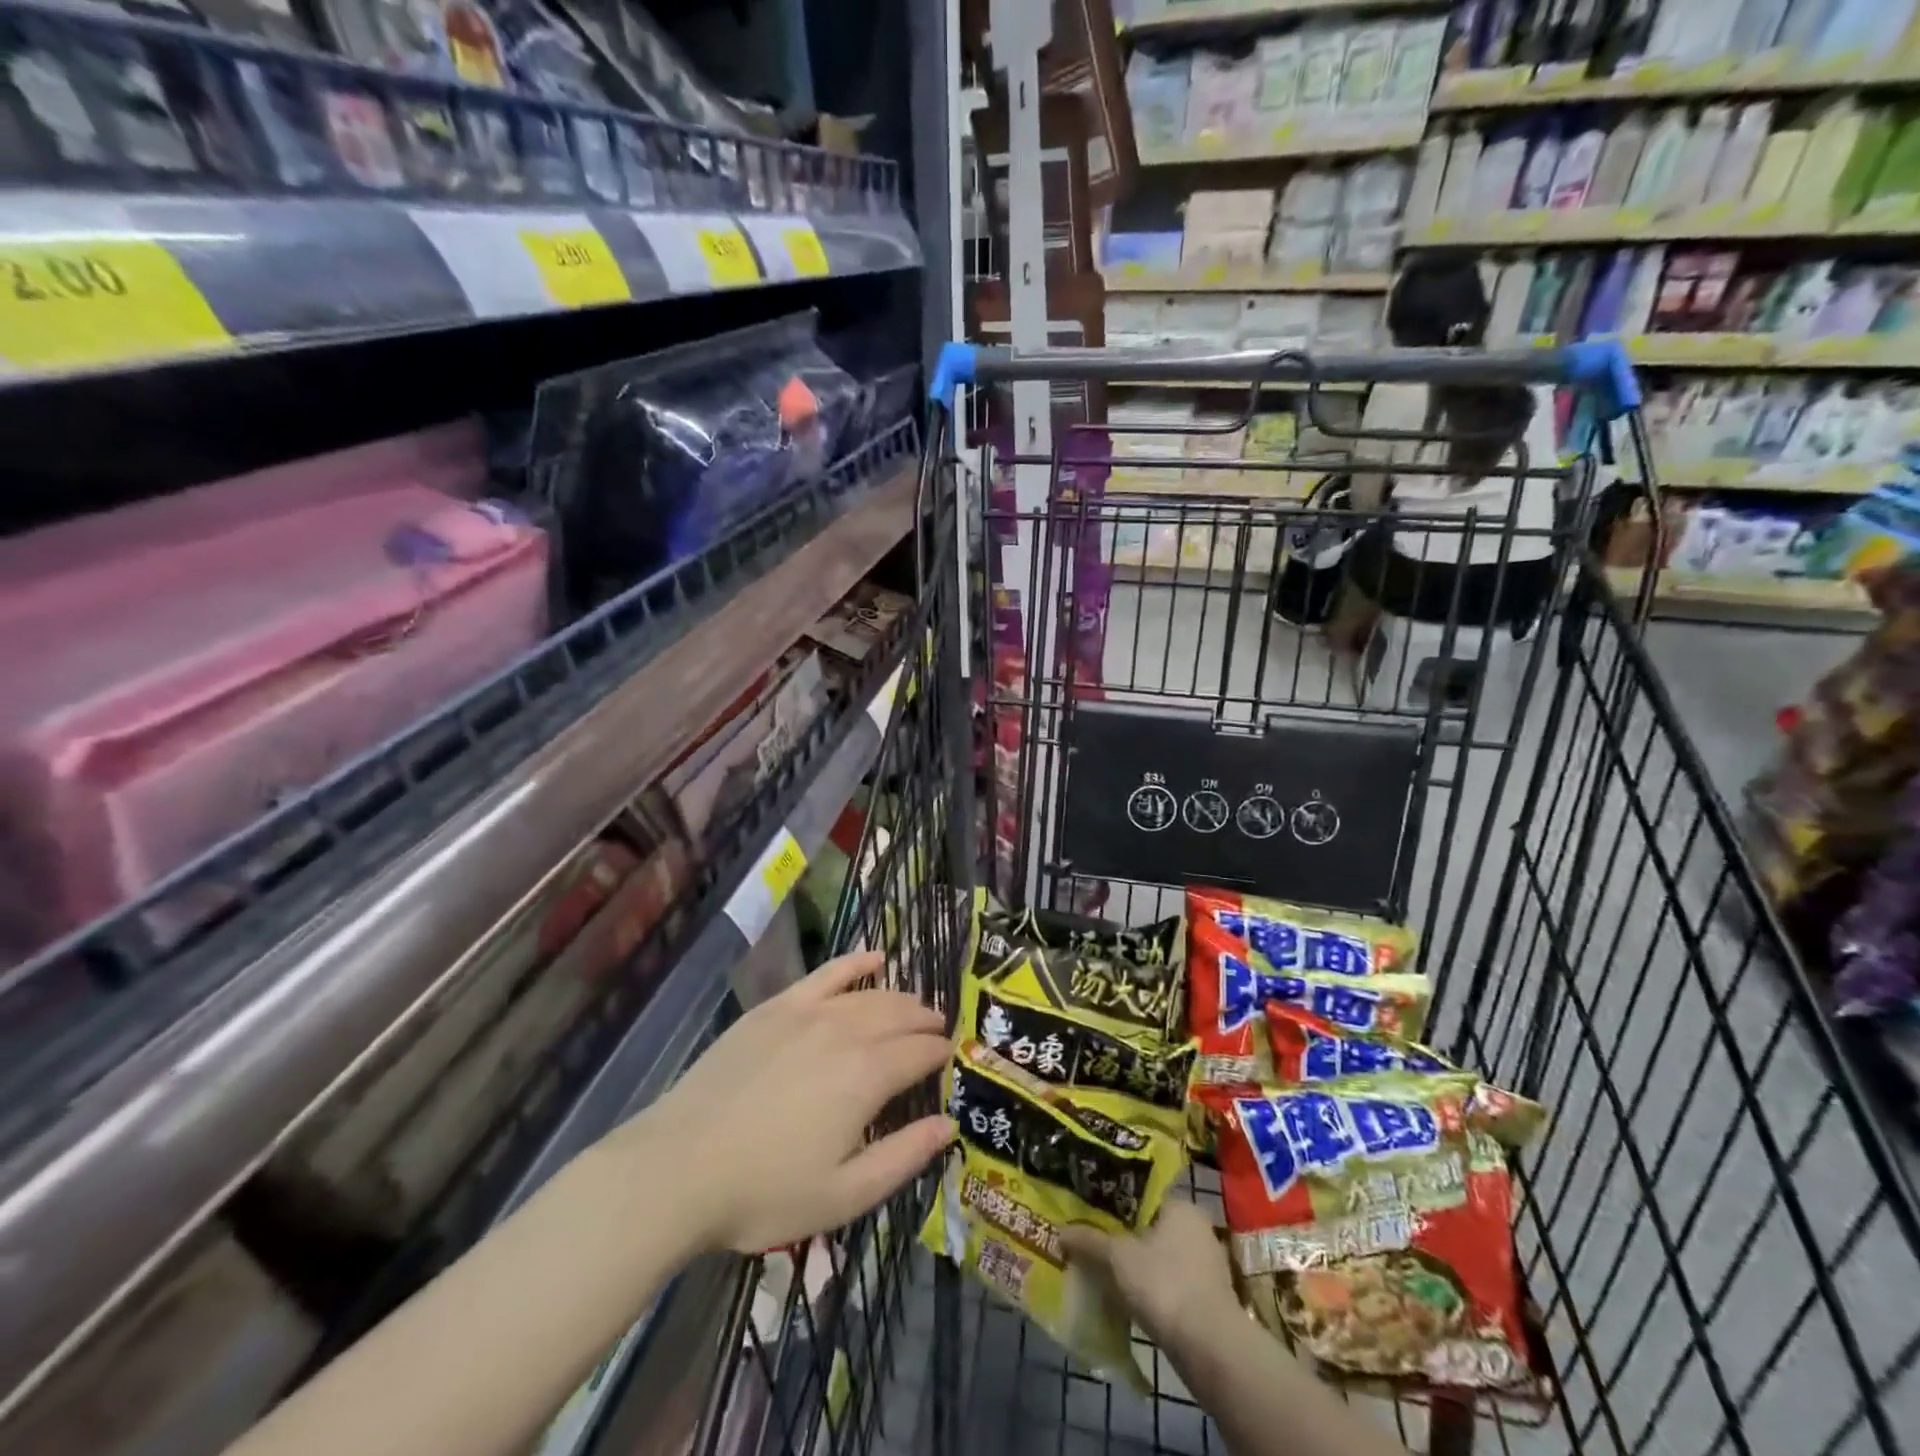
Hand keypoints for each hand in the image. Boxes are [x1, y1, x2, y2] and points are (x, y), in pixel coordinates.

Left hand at [623, 951, 953, 1254]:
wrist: (679, 1167)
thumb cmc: (765, 1192)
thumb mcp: (844, 1196)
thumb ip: (904, 1157)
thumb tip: (948, 1124)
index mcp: (867, 1076)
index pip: (920, 1053)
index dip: (940, 1054)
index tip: (951, 1059)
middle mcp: (845, 1031)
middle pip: (899, 1015)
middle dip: (925, 1021)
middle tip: (938, 1031)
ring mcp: (808, 1012)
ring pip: (869, 994)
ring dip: (899, 998)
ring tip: (914, 1007)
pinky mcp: (776, 1007)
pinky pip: (826, 974)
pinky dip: (855, 962)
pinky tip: (874, 957)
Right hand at [1060, 1200, 1242, 1354]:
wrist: (1211, 1349)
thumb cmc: (1165, 1284)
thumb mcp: (1118, 1258)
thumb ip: (1090, 1241)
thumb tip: (1061, 1231)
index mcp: (1181, 1206)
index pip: (1143, 1195)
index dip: (1115, 1202)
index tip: (1092, 1210)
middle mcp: (1198, 1229)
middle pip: (1151, 1226)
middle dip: (1125, 1236)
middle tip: (1094, 1240)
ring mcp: (1207, 1265)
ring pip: (1161, 1256)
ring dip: (1139, 1264)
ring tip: (1106, 1269)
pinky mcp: (1209, 1299)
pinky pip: (1171, 1283)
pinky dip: (1153, 1288)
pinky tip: (1130, 1297)